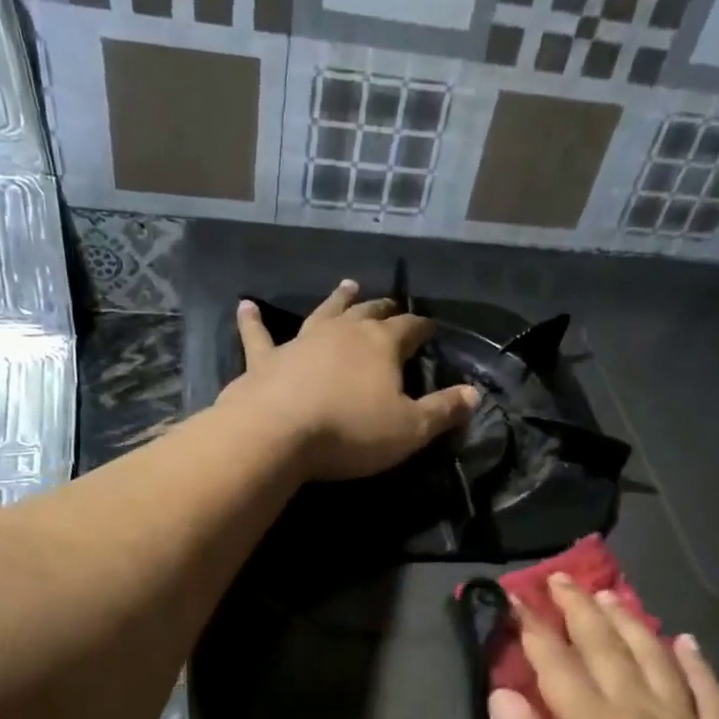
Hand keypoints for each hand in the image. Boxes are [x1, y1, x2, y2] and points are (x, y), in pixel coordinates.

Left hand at [217, 279, 478, 481]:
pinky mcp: (265, 359)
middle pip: (369, 313)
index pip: (410, 328)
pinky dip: (253, 321)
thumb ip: (443, 410)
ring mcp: (301, 341)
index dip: (423, 327)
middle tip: (392, 304)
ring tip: (347, 285)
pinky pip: (258, 335)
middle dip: (384, 308)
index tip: (432, 328)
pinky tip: (245, 306)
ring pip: (324, 312)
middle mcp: (343, 332)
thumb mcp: (410, 429)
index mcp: (381, 345)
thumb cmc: (352, 431)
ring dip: (337, 299)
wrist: (278, 434)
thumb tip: (473, 394)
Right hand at [487, 575, 718, 718]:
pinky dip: (695, 662)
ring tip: (610, 595)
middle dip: (579, 610)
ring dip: (629, 623)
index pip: (557, 664)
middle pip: (606, 648)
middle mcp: (642, 713)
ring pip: (655, 658)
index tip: (514, 599)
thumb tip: (502, 695)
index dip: (533, 629)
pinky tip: (686, 642)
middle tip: (560, 579)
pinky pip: (709, 692)